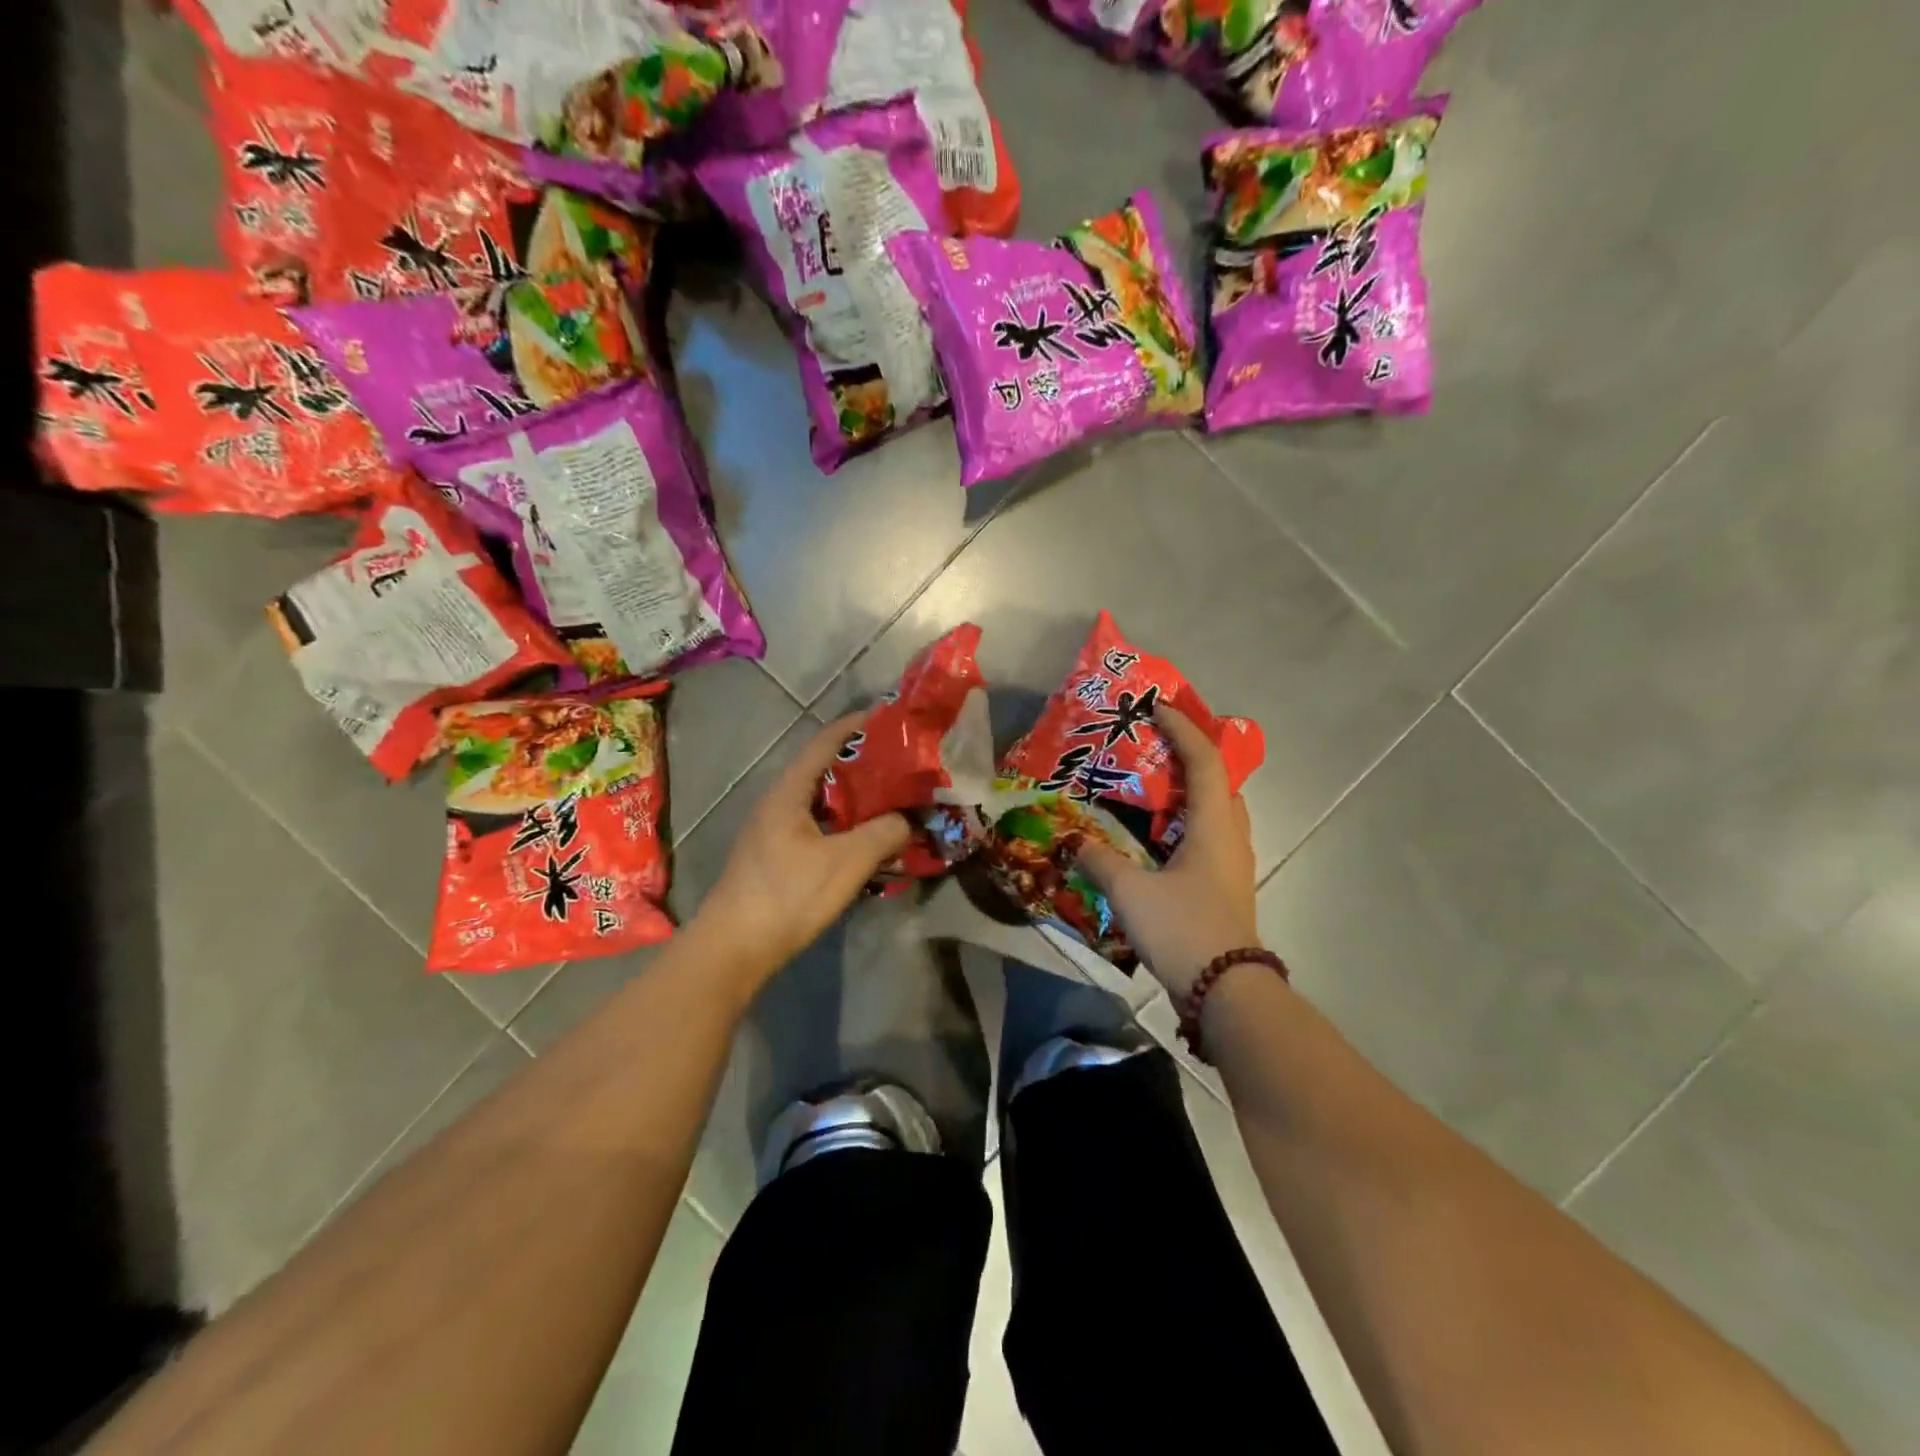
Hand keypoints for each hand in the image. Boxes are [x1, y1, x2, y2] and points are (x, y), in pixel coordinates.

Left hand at [697, 713, 911, 983]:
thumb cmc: (788, 895)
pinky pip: (818, 827)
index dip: (857, 726)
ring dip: (857, 799)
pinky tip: (868, 841)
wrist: (733, 949)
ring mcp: (774, 830)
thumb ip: (883, 833)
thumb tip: (908, 820)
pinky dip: (846, 826)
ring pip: (823, 802)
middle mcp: (779, 802)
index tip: (891, 719)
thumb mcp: (846, 862)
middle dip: (865, 765)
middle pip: (826, 770)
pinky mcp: (777, 856)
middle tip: (904, 765)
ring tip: (894, 800)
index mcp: (789, 791)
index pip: (826, 742)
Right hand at [1075, 704, 1263, 1000]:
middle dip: (1189, 755)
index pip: (1204, 761)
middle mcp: (1231, 836)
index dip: (1182, 729)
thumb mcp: (1131, 893)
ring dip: (1189, 789)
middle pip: (1218, 780)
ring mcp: (1233, 863)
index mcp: (1213, 826)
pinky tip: (1157, 835)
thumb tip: (1072, 841)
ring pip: (1216, 809)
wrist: (1226, 992)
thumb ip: (1099, 861)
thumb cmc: (1183, 930)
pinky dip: (1186, 820)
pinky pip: (1209, 835)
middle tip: (1153, 746)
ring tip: (1152, 785)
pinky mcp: (1226, 885)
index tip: (1157, 707)